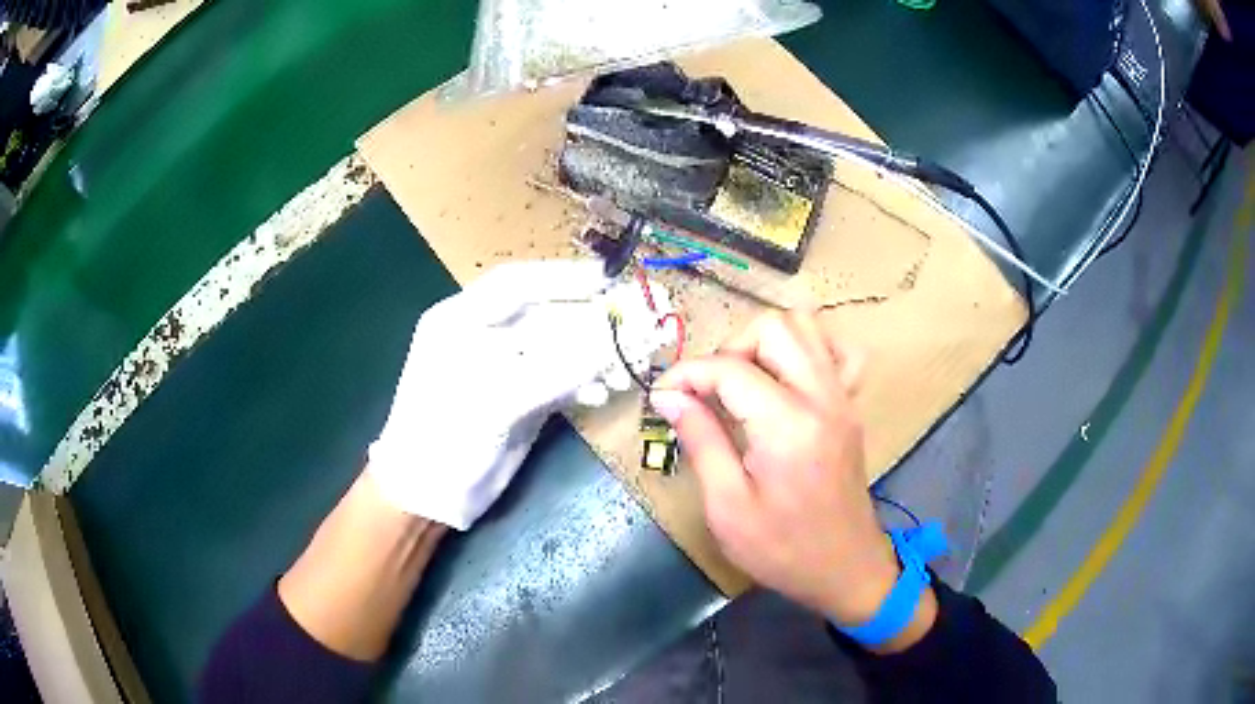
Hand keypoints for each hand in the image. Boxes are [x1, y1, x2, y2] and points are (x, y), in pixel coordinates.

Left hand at [369, 260, 674, 529]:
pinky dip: (587, 380)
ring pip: (559, 346)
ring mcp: (506, 367)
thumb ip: (556, 370)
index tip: (609, 279)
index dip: (564, 277)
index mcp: (461, 319)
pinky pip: (562, 377)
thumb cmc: (445, 439)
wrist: (430, 496)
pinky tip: (607, 390)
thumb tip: (615, 341)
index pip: (517, 284)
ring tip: (630, 364)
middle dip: (593, 318)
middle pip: (546, 314)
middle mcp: (484, 336)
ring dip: (596, 353)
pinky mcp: (522, 395)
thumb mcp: (496, 400)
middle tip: (640, 319)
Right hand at [651, 311, 932, 647]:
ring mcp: (842, 398)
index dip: (686, 374)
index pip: (729, 368)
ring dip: (766, 342)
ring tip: (742, 382)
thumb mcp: (728, 507)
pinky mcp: (851, 406)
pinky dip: (808, 349)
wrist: (845, 568)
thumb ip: (700, 442)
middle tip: (708, 391)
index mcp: (787, 426)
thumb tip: (669, 397)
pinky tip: (787, 377)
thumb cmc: (783, 549)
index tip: (662, 396)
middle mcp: (821, 398)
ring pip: (807, 326)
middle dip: (729, 348)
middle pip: (774, 327)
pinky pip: (837, 351)